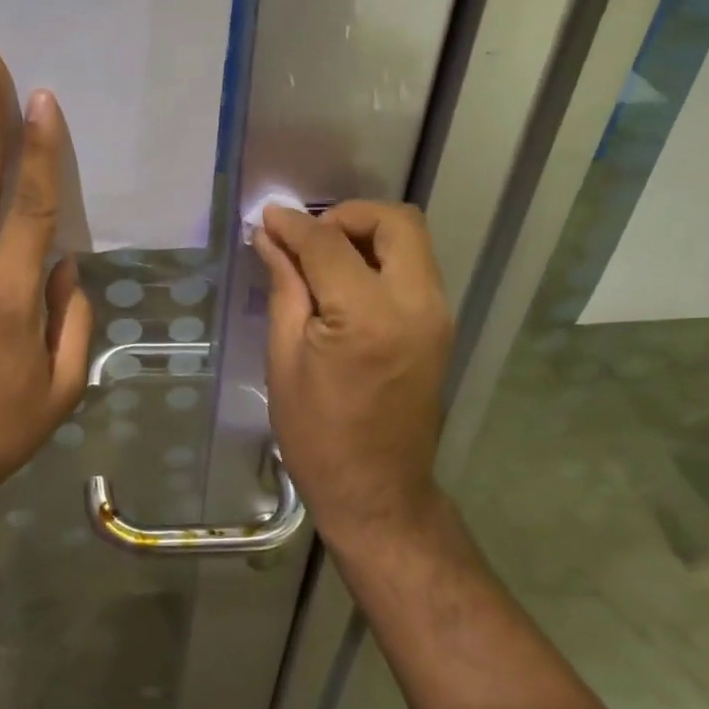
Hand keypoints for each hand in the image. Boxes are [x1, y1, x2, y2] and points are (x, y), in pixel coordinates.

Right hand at [255, 201, 454, 545]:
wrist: (378, 493)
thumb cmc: (317, 435)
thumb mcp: (284, 360)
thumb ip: (284, 287)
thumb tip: (270, 237)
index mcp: (368, 317)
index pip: (330, 243)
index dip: (294, 225)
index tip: (268, 218)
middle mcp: (416, 305)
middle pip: (396, 221)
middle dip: (348, 215)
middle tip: (309, 238)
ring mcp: (437, 316)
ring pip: (412, 240)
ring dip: (367, 234)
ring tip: (323, 258)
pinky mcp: (440, 327)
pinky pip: (415, 267)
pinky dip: (382, 257)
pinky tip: (346, 281)